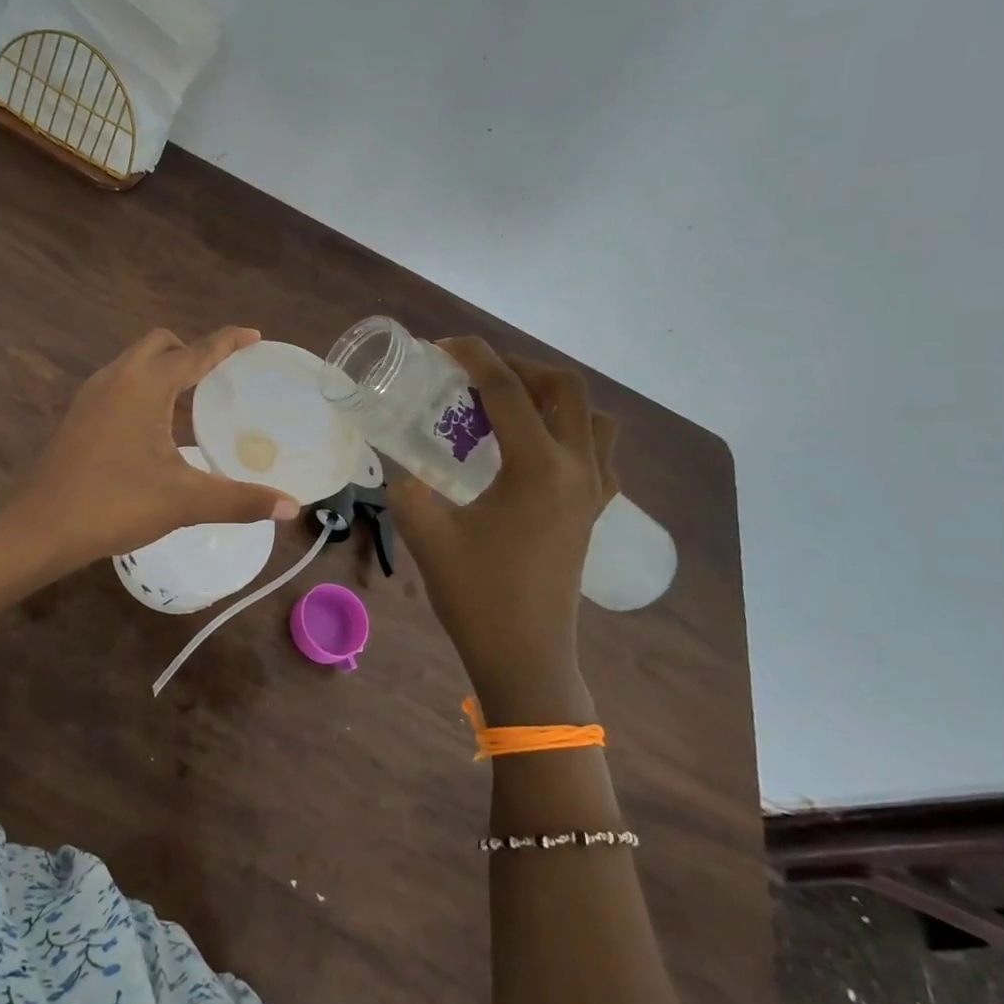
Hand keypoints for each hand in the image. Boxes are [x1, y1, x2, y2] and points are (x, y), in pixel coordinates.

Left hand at [0, 327, 297, 570]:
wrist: (37, 529)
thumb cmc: (114, 504)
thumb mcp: (184, 502)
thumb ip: (241, 500)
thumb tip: (291, 506)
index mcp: (145, 385)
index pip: (196, 352)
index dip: (227, 342)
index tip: (253, 335)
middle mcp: (116, 378)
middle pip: (159, 344)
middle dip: (191, 350)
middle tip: (219, 375)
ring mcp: (90, 396)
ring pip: (134, 363)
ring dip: (164, 369)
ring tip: (191, 399)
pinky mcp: (77, 416)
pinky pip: (119, 384)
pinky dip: (144, 389)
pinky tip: (153, 428)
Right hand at [388, 339, 618, 722]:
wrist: (526, 657)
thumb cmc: (477, 596)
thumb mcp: (427, 535)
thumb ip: (409, 491)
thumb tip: (405, 473)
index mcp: (537, 468)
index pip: (508, 391)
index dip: (475, 358)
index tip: (444, 346)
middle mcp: (576, 469)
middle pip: (565, 388)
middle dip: (520, 368)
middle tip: (477, 377)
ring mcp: (592, 491)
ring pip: (592, 417)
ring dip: (553, 397)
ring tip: (510, 407)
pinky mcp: (594, 512)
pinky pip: (598, 451)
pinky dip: (571, 432)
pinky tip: (534, 449)